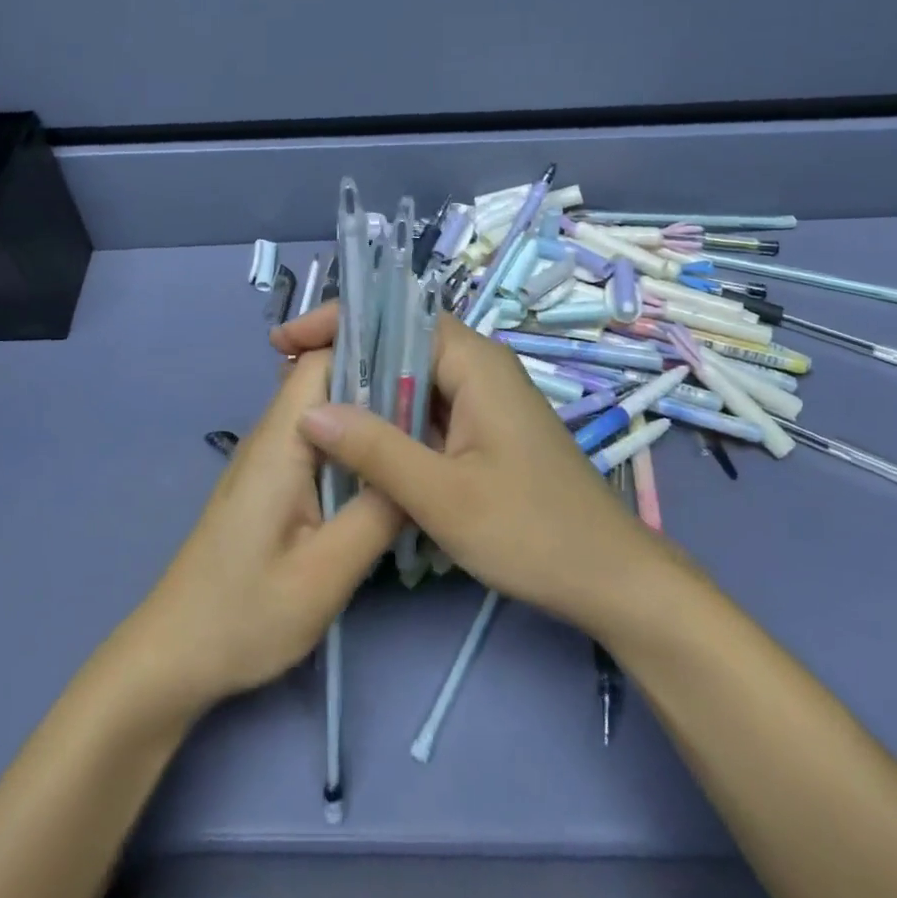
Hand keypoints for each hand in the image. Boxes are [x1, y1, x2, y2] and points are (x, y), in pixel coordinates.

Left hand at [124, 347, 402, 715]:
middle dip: (380, 383)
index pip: (322, 361)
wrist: (175, 655)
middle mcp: (271, 436)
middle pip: (327, 382)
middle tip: (437, 409)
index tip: (424, 368)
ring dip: (368, 418)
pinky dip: (352, 447)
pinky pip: (317, 444)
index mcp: (280, 442)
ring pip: (325, 414)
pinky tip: (384, 473)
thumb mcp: (323, 575)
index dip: (371, 351)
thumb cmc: (244, 615)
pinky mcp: (271, 483)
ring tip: (421, 436)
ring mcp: (268, 460)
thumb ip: (376, 516)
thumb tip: (419, 470)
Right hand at [274, 304, 682, 635]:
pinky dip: (387, 417)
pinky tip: (355, 439)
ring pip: (410, 377)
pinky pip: (425, 407)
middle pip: (399, 342)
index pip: (394, 317)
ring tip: (307, 404)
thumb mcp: (443, 496)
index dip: (337, 322)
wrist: (611, 580)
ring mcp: (483, 398)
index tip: (285, 342)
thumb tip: (311, 411)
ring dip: (362, 388)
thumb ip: (376, 449)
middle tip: (287, 377)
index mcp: (474, 362)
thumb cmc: (532, 532)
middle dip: (343, 355)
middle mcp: (479, 366)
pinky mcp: (483, 428)